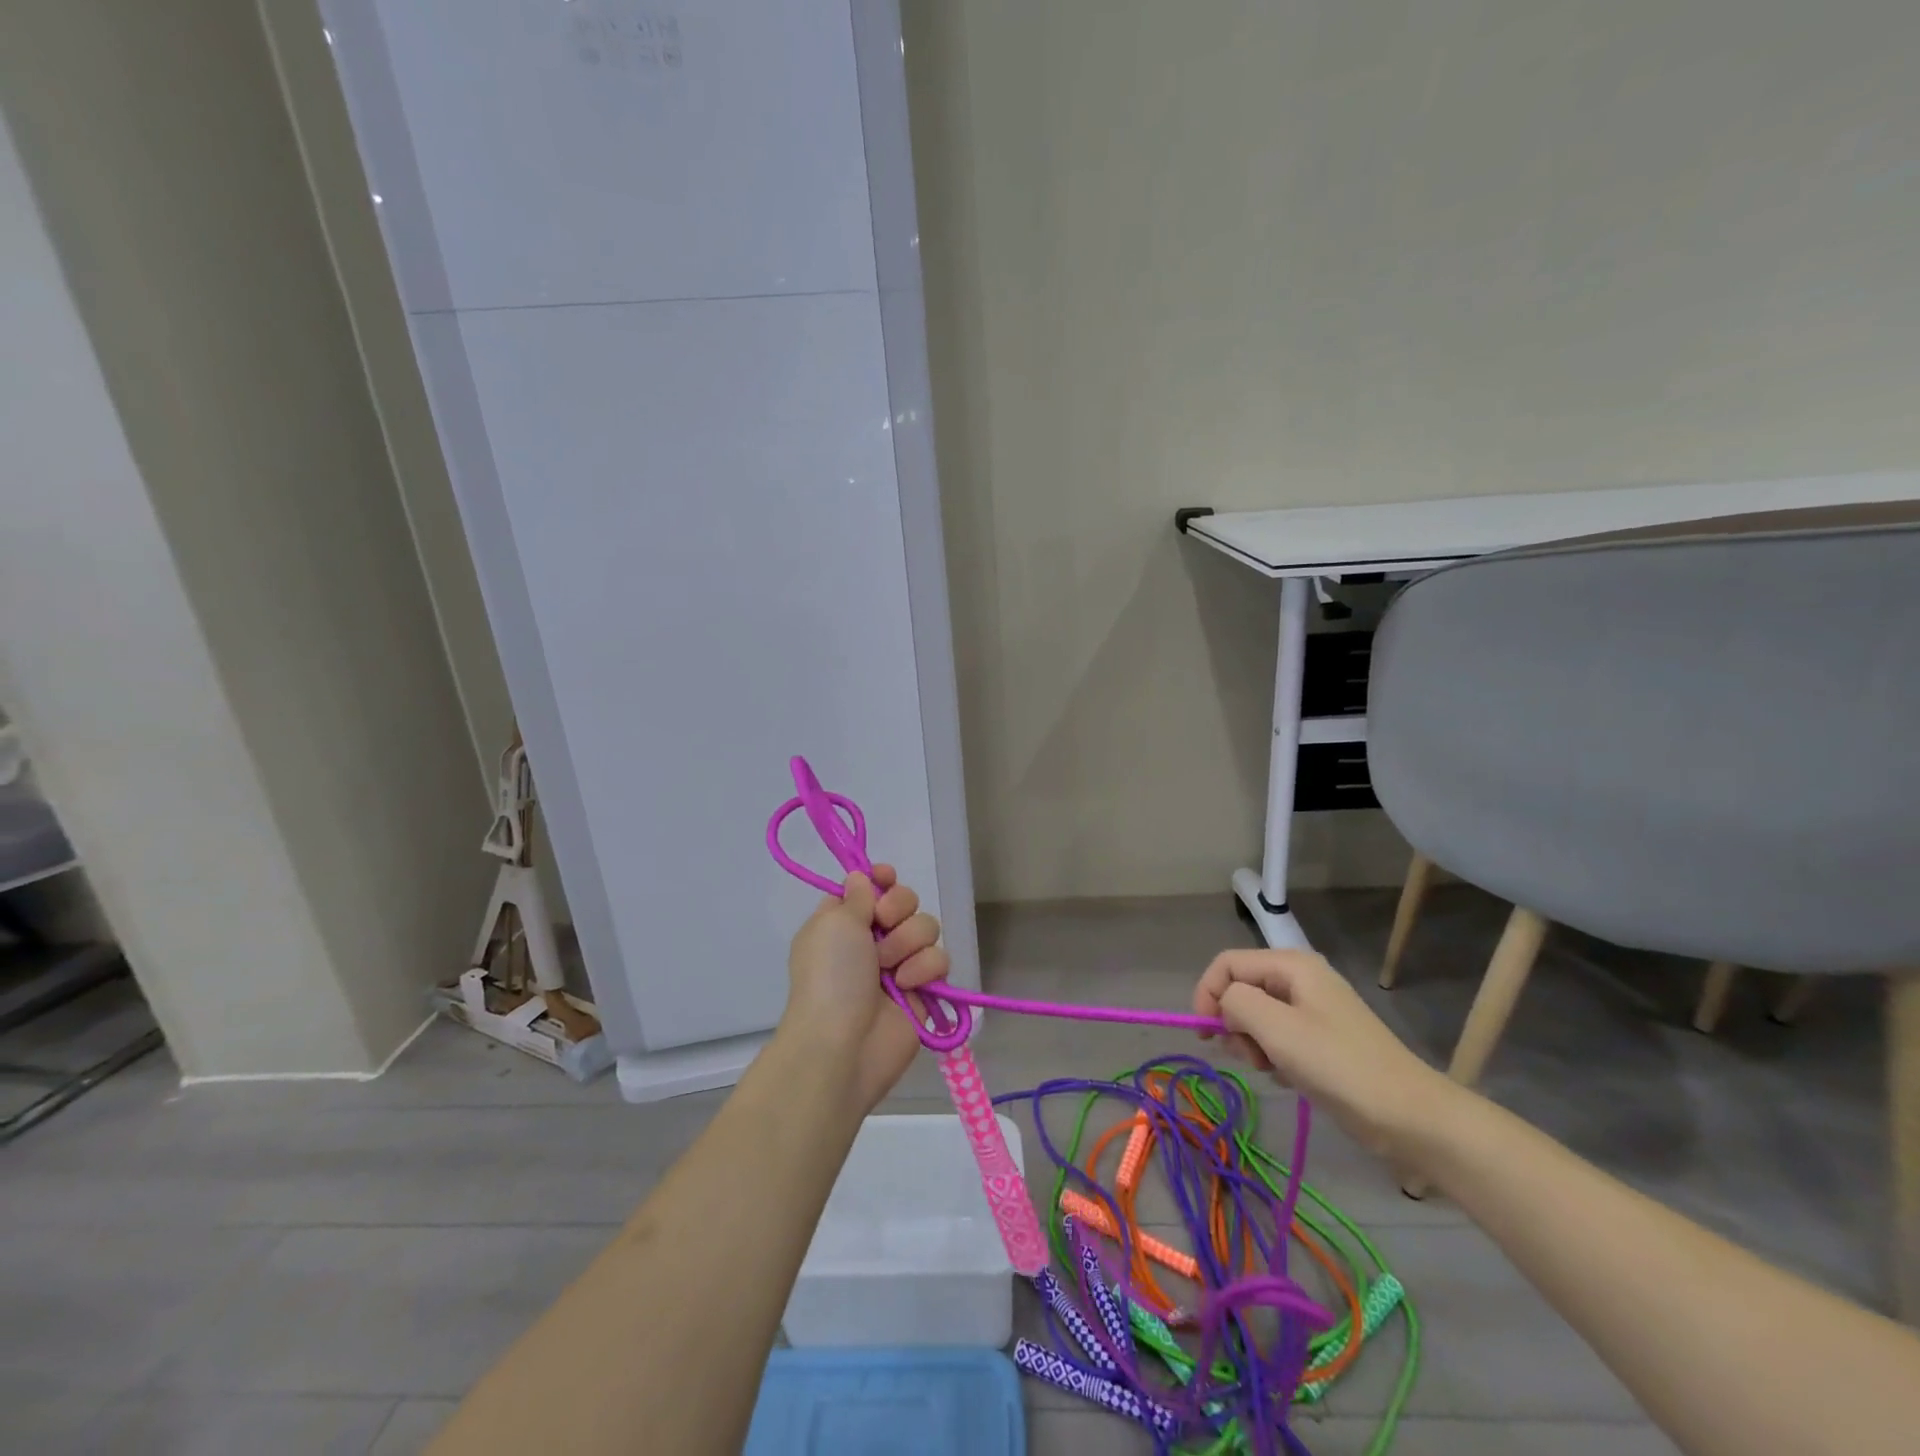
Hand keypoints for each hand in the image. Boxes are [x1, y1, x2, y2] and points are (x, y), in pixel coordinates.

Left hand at [782, 865, 948, 1111]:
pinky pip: (939, 960)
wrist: (842, 1044)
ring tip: (890, 968)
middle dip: (899, 908)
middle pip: (905, 901)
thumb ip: (856, 895)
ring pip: (926, 928)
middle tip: (884, 924)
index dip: (881, 879)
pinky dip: (924, 969)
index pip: (871, 886)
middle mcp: (871, 939)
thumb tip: (863, 877)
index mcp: (843, 921)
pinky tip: (906, 986)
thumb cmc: (830, 975)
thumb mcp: (833, 922)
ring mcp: (899, 965)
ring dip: (909, 942)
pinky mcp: (923, 990)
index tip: (885, 878)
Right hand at [1193, 948, 1455, 1157]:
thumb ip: (1236, 1002)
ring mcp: (1312, 1009)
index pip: (1227, 964)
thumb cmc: (1339, 1066)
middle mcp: (1300, 978)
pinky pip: (1277, 1036)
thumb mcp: (1277, 1029)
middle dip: (1232, 1022)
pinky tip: (1287, 1076)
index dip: (1207, 994)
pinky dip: (1271, 1055)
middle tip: (1247, 1056)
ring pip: (1256, 1015)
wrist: (1410, 1117)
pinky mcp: (1320, 1038)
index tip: (1205, 1035)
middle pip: (1240, 988)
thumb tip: (1224, 1003)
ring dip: (1251, 1043)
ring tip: (1270, 1068)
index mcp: (1292, 965)